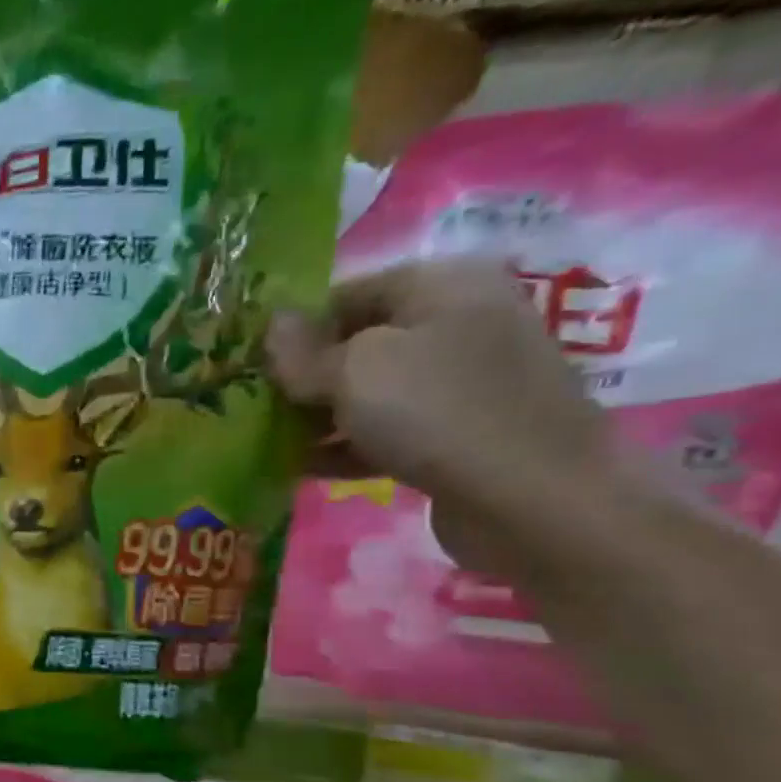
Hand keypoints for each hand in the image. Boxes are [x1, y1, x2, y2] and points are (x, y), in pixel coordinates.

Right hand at [267, 259, 610, 572]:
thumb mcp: (353, 371)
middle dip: (302, 377)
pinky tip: (299, 467)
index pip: (345, 293)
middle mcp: (456, 322)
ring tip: (264, 442)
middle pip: (356, 344)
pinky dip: (344, 445)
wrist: (533, 498)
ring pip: (368, 392)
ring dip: (316, 416)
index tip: (247, 367)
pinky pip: (386, 430)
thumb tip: (271, 326)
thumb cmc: (436, 412)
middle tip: (249, 408)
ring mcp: (460, 381)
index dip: (292, 329)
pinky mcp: (457, 433)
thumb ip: (303, 352)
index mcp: (441, 284)